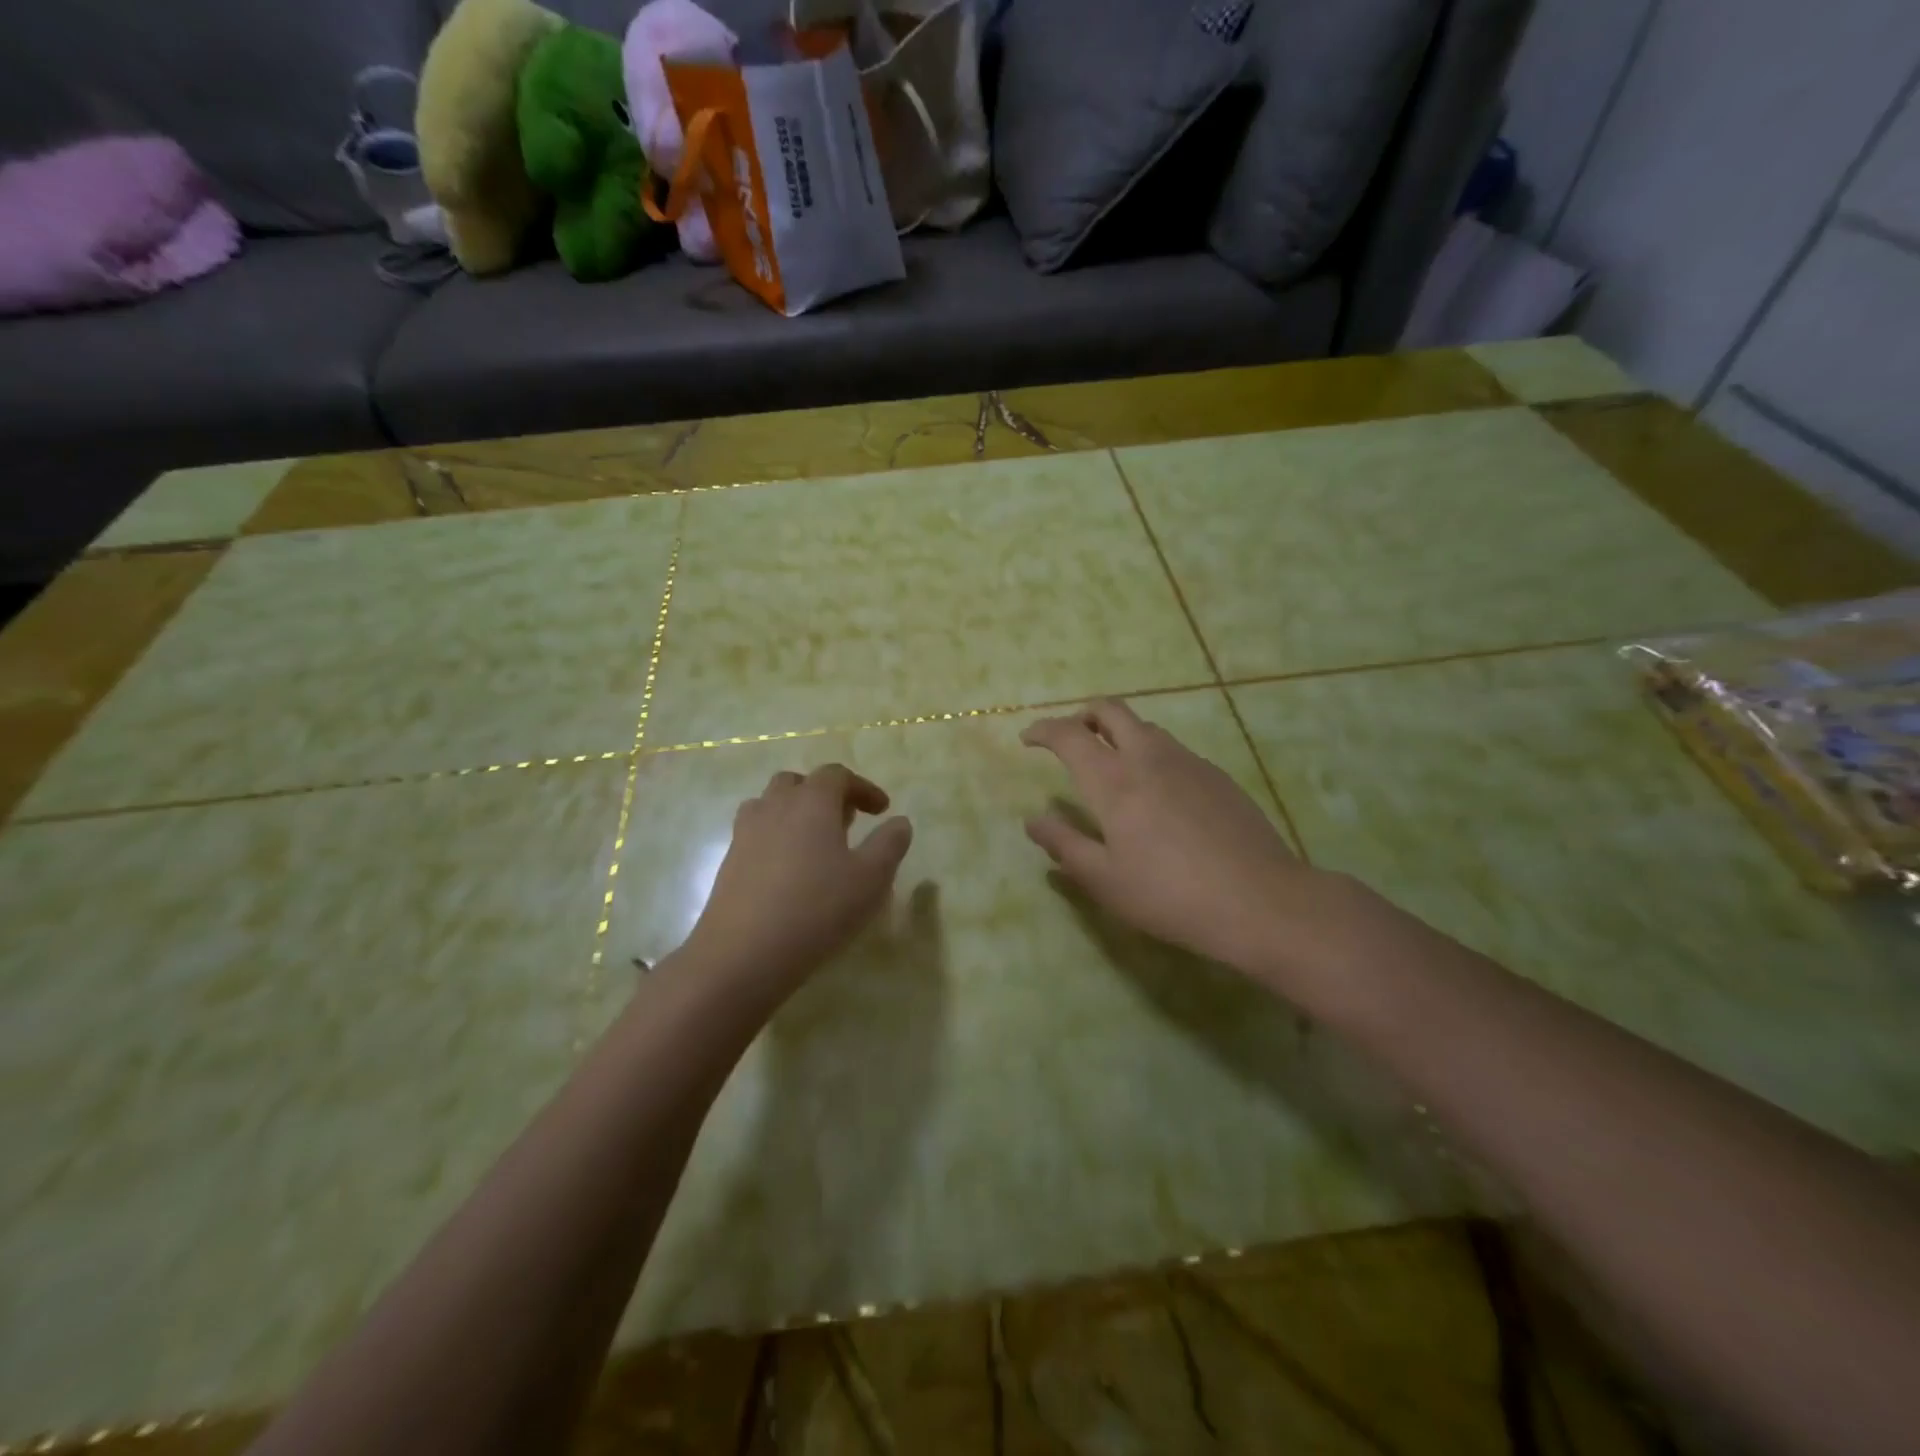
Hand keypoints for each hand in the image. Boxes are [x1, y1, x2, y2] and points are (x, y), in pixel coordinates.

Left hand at [683, 764, 913, 992]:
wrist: (742, 954)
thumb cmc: (817, 909)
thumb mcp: (871, 879)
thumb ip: (889, 844)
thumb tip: (899, 822)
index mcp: (812, 802)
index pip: (837, 775)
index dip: (863, 787)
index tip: (882, 810)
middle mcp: (775, 807)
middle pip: (798, 783)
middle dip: (825, 795)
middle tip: (847, 822)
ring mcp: (746, 833)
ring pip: (771, 805)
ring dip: (796, 813)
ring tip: (816, 843)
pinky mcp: (729, 862)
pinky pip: (756, 834)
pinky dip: (776, 838)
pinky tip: (789, 872)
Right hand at [1022, 699, 1336, 982]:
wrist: (1260, 900)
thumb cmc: (1170, 895)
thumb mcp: (1105, 880)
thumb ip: (1064, 845)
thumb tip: (1033, 820)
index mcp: (1114, 781)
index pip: (1069, 735)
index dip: (1044, 730)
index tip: (1028, 739)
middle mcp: (1149, 758)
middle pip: (1110, 711)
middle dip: (1082, 715)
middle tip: (1070, 738)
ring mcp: (1188, 762)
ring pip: (1145, 727)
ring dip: (1118, 732)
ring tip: (1111, 765)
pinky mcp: (1217, 775)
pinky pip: (1173, 749)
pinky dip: (1149, 753)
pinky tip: (1157, 792)